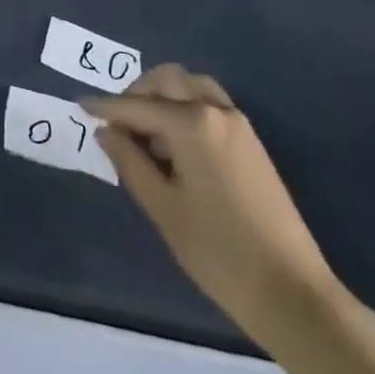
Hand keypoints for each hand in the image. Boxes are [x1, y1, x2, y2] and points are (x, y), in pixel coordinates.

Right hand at [86, 65, 336, 342]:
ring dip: (163, 96)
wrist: (293, 293)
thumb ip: (129, 162)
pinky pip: (208, 103)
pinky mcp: (250, 141)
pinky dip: (185, 107)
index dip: (105, 106)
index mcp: (192, 123)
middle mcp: (215, 110)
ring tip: (146, 133)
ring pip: (190, 85)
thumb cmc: (219, 252)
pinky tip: (174, 144)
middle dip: (136, 94)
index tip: (80, 106)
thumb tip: (106, 132)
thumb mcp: (163, 208)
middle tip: (117, 125)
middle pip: (166, 80)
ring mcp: (238, 123)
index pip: (137, 106)